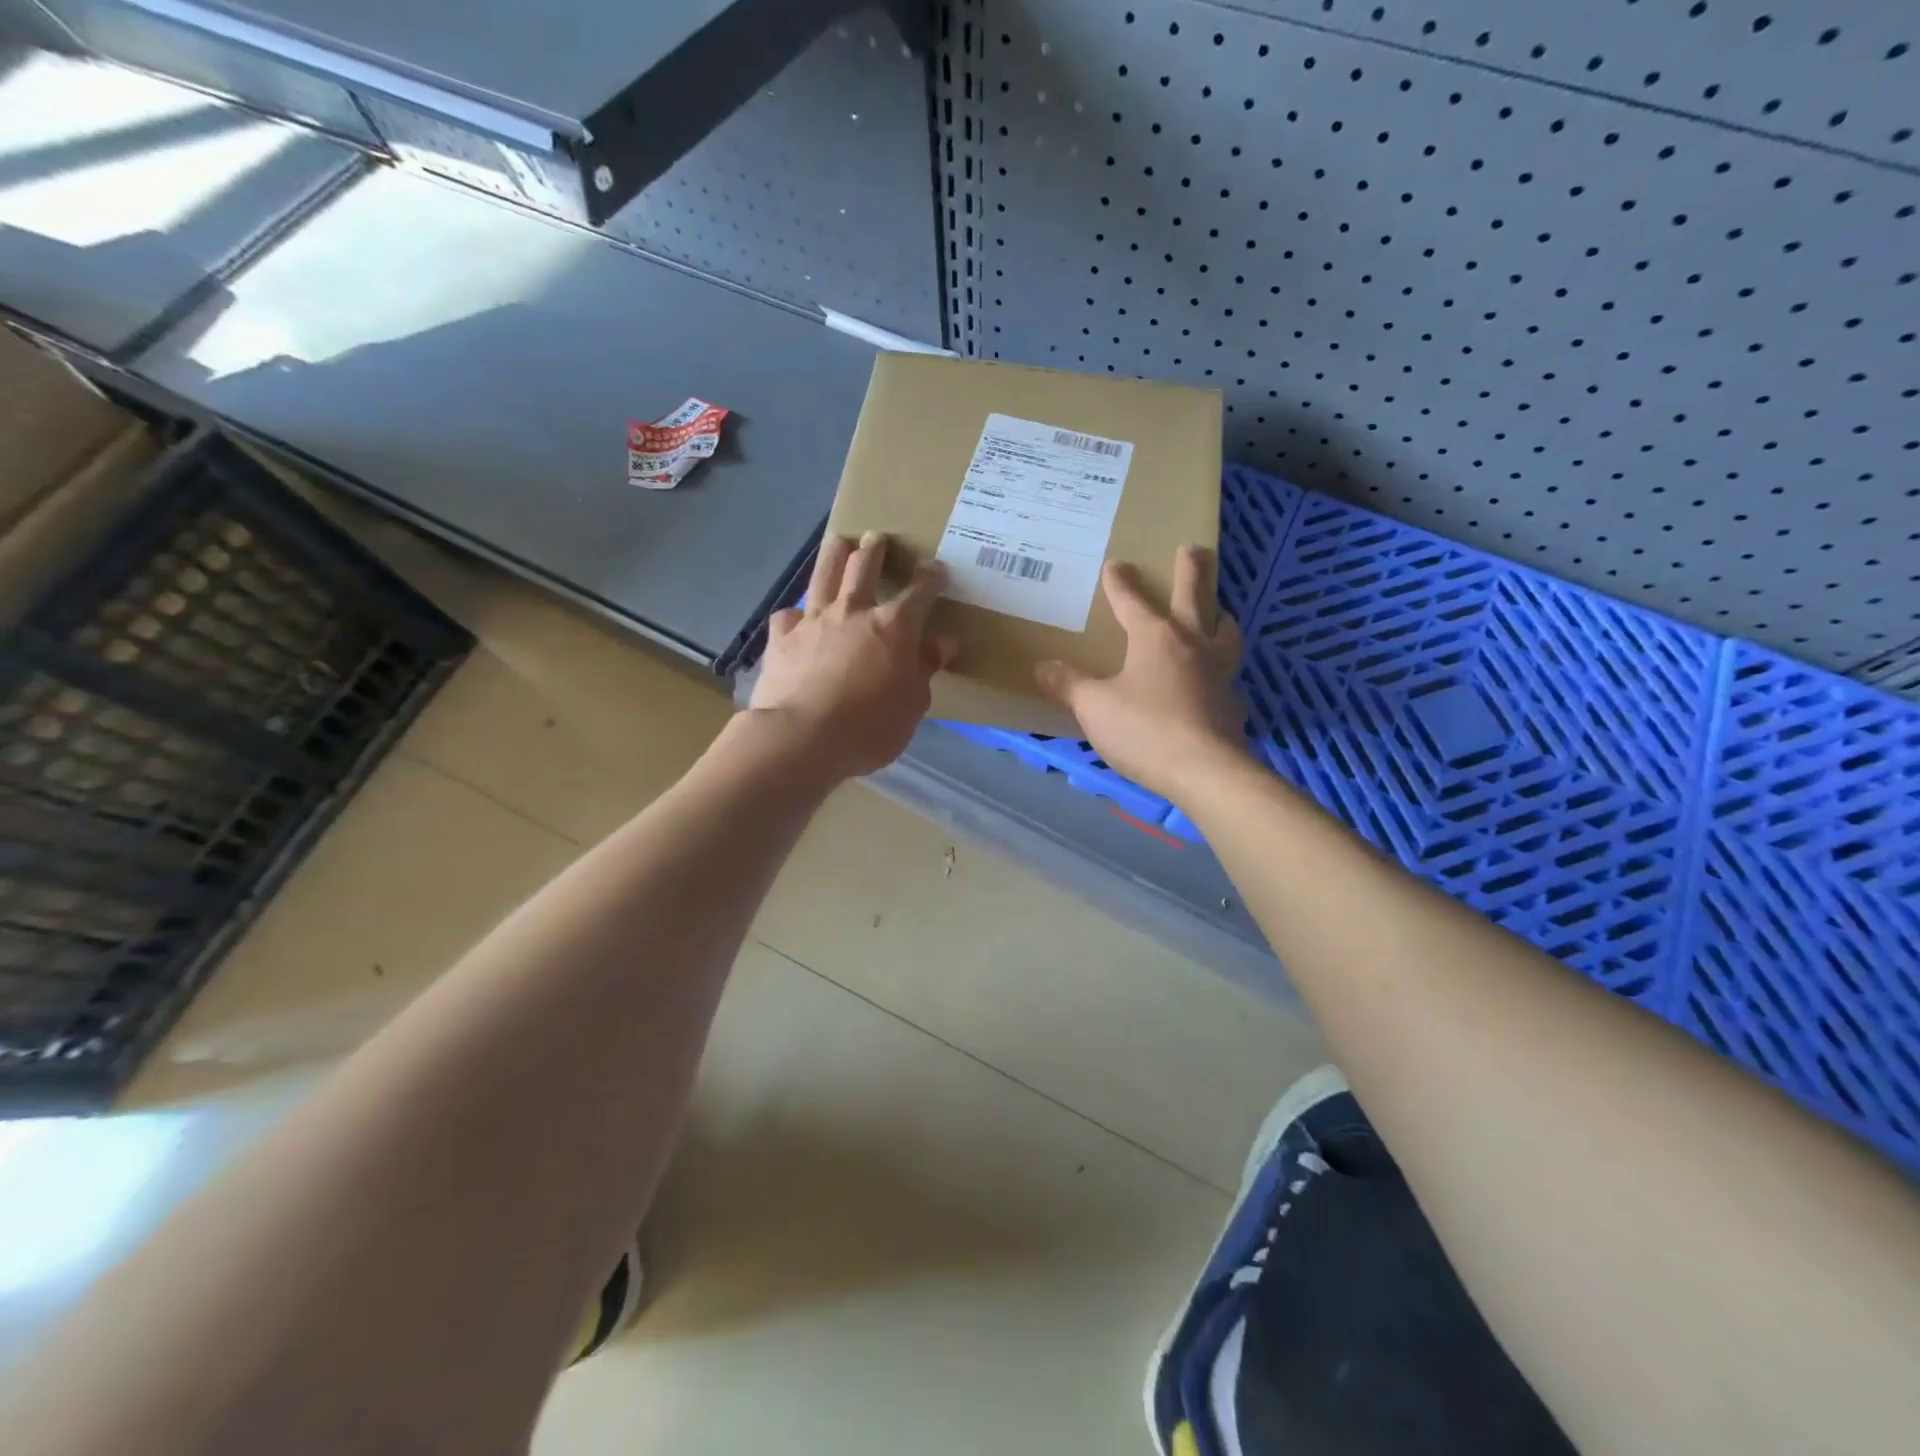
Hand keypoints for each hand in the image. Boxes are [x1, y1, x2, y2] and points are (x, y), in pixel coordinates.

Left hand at [749, 531, 955, 780]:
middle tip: (878, 538)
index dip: (930, 577)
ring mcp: (814, 620)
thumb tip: (942, 644)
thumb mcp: (913, 704)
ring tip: (840, 542)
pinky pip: (789, 614)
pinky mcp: (782, 637)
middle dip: (875, 549)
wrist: (803, 738)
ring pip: (825, 573)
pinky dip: (797, 613)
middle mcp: (853, 611)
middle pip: (864, 566)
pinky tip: (797, 617)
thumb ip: (925, 669)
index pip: (919, 592)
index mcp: (894, 626)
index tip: (936, 569)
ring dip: (835, 553)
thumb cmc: (870, 727)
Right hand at [1035, 545, 1247, 802]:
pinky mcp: (1233, 702)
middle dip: (1190, 570)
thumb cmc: (1144, 730)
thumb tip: (1042, 667)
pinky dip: (1221, 669)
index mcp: (1155, 638)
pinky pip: (1229, 674)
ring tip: (1216, 611)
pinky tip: (1214, 681)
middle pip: (1194, 596)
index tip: (1115, 564)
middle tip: (1192, 548)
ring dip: (1218, 615)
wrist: (1206, 772)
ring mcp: (1219, 672)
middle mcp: (1192, 644)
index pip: (1132, 602)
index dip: (1120, 583)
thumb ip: (1068, 685)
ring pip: (1225, 630)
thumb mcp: (1094, 707)